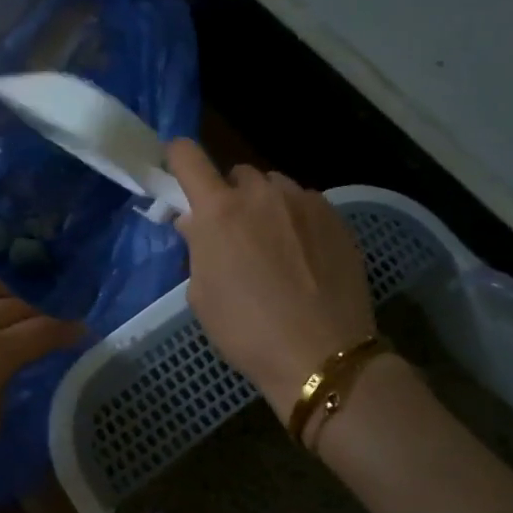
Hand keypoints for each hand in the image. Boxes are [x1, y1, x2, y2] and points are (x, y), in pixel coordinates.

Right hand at [167, 139, 376, 418]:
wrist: (322, 355)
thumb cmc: (247, 331)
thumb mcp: (201, 295)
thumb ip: (197, 248)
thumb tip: (196, 223)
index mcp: (219, 211)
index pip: (188, 157)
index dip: (177, 157)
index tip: (176, 169)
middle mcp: (261, 194)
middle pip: (237, 174)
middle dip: (229, 195)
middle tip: (232, 231)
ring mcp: (304, 202)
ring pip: (275, 187)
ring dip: (265, 205)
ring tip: (273, 243)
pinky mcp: (336, 218)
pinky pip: (306, 204)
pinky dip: (296, 219)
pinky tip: (304, 255)